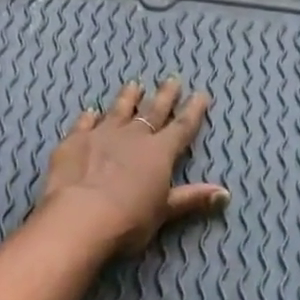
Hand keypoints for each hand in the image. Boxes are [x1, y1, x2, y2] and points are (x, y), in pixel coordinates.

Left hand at [38, 78, 227, 255]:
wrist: (80, 218)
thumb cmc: (129, 219)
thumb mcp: (163, 212)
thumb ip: (191, 198)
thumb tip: (225, 194)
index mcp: (159, 152)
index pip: (182, 127)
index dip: (193, 112)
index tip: (201, 94)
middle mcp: (133, 136)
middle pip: (152, 111)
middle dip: (165, 96)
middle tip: (172, 80)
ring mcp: (101, 135)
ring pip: (119, 110)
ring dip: (128, 97)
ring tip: (134, 84)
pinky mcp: (74, 141)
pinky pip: (84, 123)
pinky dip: (89, 117)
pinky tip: (91, 111)